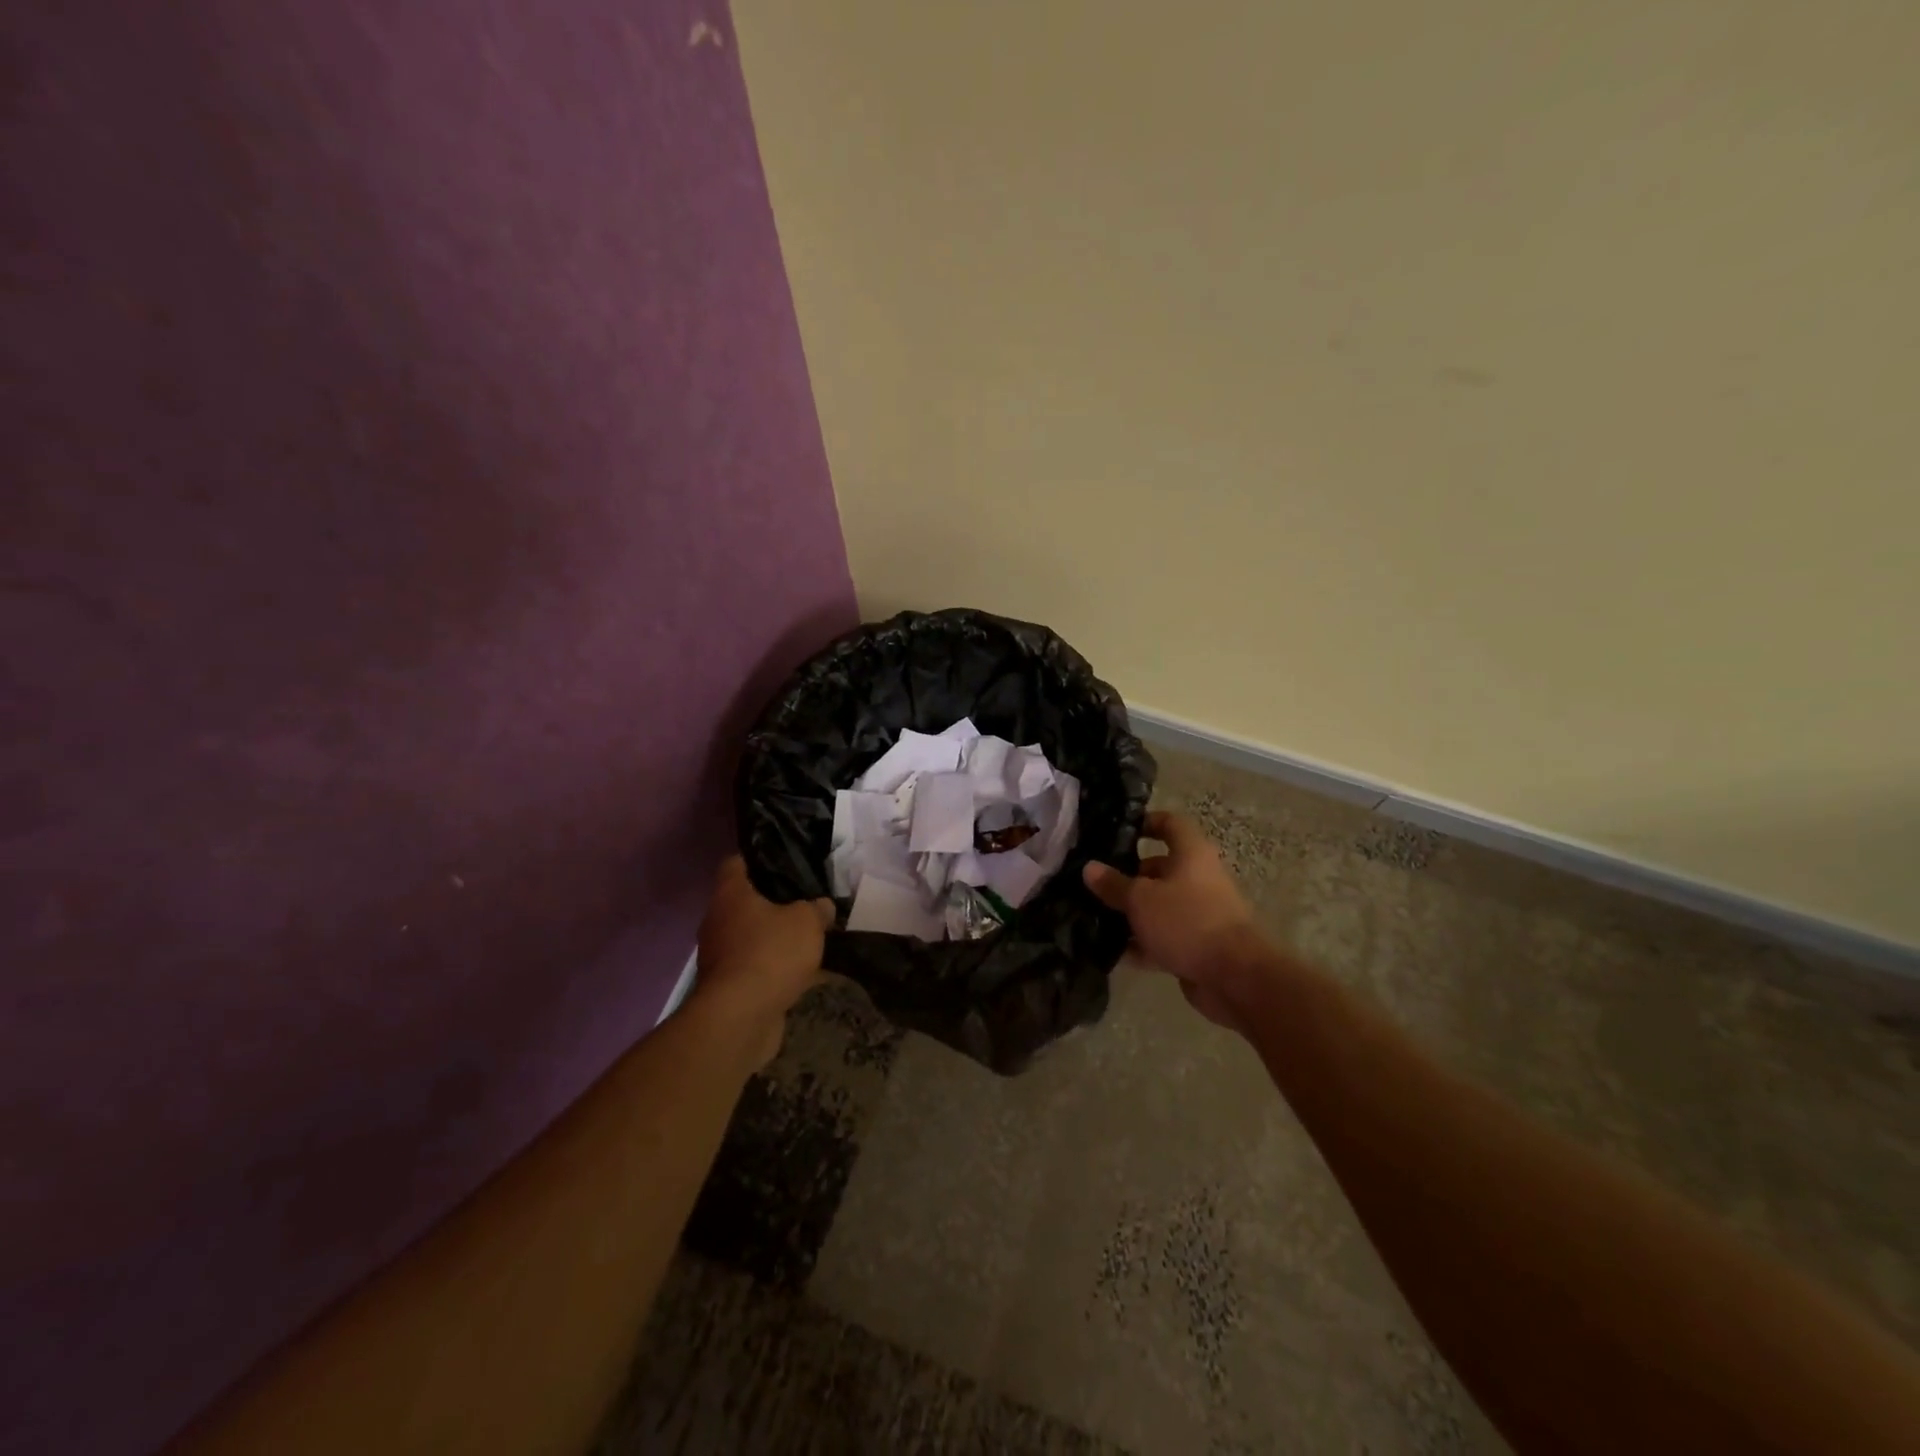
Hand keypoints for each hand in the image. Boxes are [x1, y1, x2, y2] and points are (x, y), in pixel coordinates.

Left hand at [690, 857, 834, 1066]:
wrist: (741, 1018)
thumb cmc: (770, 953)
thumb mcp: (807, 921)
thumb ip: (818, 908)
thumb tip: (822, 906)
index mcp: (730, 895)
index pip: (735, 863)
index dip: (757, 858)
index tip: (783, 860)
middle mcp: (718, 921)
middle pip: (746, 902)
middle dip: (775, 903)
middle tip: (806, 900)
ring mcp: (721, 956)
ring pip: (753, 937)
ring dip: (777, 939)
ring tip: (811, 937)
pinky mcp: (729, 987)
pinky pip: (758, 967)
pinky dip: (778, 969)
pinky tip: (808, 974)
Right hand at [1083, 811, 1262, 1029]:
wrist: (1235, 977)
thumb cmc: (1187, 921)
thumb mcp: (1141, 899)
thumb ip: (1114, 884)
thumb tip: (1089, 867)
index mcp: (1191, 854)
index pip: (1169, 824)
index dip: (1145, 822)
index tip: (1117, 831)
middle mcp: (1197, 878)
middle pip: (1159, 868)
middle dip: (1127, 876)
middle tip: (1094, 883)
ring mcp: (1198, 913)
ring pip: (1159, 906)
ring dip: (1131, 913)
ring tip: (1093, 917)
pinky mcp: (1196, 945)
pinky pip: (1163, 937)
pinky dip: (1141, 943)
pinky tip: (1111, 952)